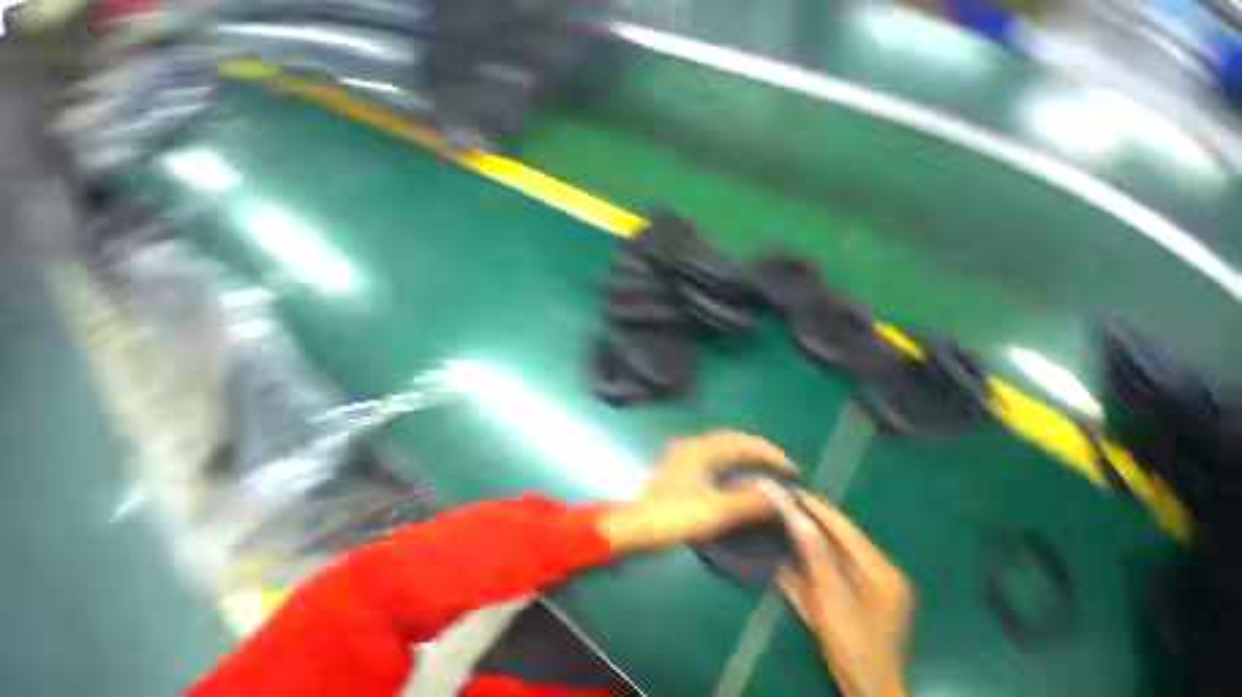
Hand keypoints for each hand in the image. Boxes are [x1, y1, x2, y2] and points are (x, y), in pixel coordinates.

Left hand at [597, 431, 796, 552]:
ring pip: (723, 448)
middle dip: (758, 451)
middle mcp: (695, 446)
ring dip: (745, 456)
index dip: (769, 453)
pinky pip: (715, 458)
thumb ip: (750, 501)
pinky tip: (738, 479)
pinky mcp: (682, 468)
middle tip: (782, 468)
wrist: (637, 525)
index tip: (791, 468)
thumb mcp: (716, 510)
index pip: (743, 442)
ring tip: (766, 471)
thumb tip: (781, 494)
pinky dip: (732, 464)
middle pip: (733, 440)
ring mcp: (686, 456)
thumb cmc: (675, 515)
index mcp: (703, 449)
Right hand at [774, 491, 913, 696]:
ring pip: (833, 555)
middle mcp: (877, 573)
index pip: (844, 527)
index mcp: (879, 569)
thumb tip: (796, 514)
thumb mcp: (833, 598)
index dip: (816, 507)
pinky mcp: (855, 601)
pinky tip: (790, 559)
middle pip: (838, 539)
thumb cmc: (854, 644)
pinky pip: (831, 573)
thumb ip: (816, 554)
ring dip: (808, 541)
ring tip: (782, 522)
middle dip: (810, 521)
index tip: (790, 490)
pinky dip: (812, 565)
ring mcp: (868, 589)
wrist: (866, 690)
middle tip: (784, 503)